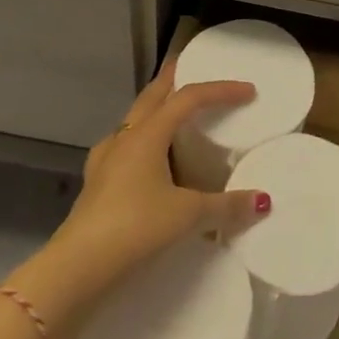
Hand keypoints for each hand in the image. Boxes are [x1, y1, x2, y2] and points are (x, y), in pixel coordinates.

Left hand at [63, 61, 267, 273]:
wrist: (75, 270)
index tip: (247, 91)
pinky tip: (141, 160)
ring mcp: (105, 162)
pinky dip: (137, 143)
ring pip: (132, 121)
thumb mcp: (188, 215)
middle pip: (152, 97)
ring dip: (152, 110)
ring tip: (169, 113)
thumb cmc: (135, 228)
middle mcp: (125, 138)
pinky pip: (121, 149)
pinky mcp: (95, 186)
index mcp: (148, 134)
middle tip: (189, 67)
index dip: (220, 90)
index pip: (189, 97)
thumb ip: (226, 206)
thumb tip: (262, 201)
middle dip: (172, 80)